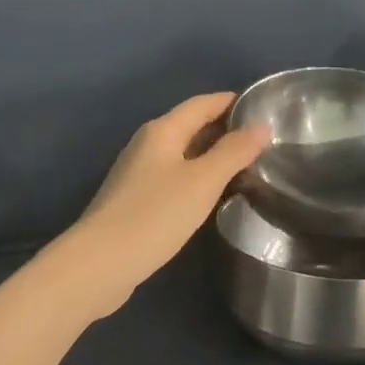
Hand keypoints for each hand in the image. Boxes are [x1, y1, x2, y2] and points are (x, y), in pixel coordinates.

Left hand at [59, 92, 270, 317]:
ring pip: (182, 154)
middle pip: (190, 126)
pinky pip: (174, 178)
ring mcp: (138, 174)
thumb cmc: (155, 215)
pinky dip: (197, 178)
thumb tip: (262, 125)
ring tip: (246, 166)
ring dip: (212, 156)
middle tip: (263, 140)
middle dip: (224, 129)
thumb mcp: (202, 181)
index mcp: (162, 131)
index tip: (263, 106)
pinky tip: (213, 195)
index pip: (202, 104)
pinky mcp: (136, 201)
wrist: (101, 263)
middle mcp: (147, 145)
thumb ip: (233, 152)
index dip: (231, 102)